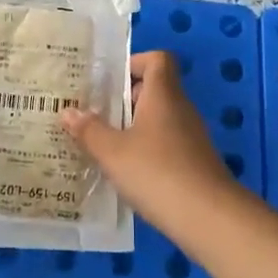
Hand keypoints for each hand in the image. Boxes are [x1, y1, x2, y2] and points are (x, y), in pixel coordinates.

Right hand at [60, 51, 240, 229]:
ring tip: (102, 145)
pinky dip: (146, 152)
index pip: (157, 59)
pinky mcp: (195, 163)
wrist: (209, 218)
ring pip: (159, 120)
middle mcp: (180, 109)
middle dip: (124, 100)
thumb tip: (68, 111)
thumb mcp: (112, 152)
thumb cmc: (156, 172)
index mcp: (163, 95)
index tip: (109, 81)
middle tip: (94, 115)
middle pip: (154, 90)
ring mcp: (191, 137)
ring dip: (133, 128)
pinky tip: (126, 173)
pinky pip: (166, 145)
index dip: (135, 62)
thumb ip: (89, 130)